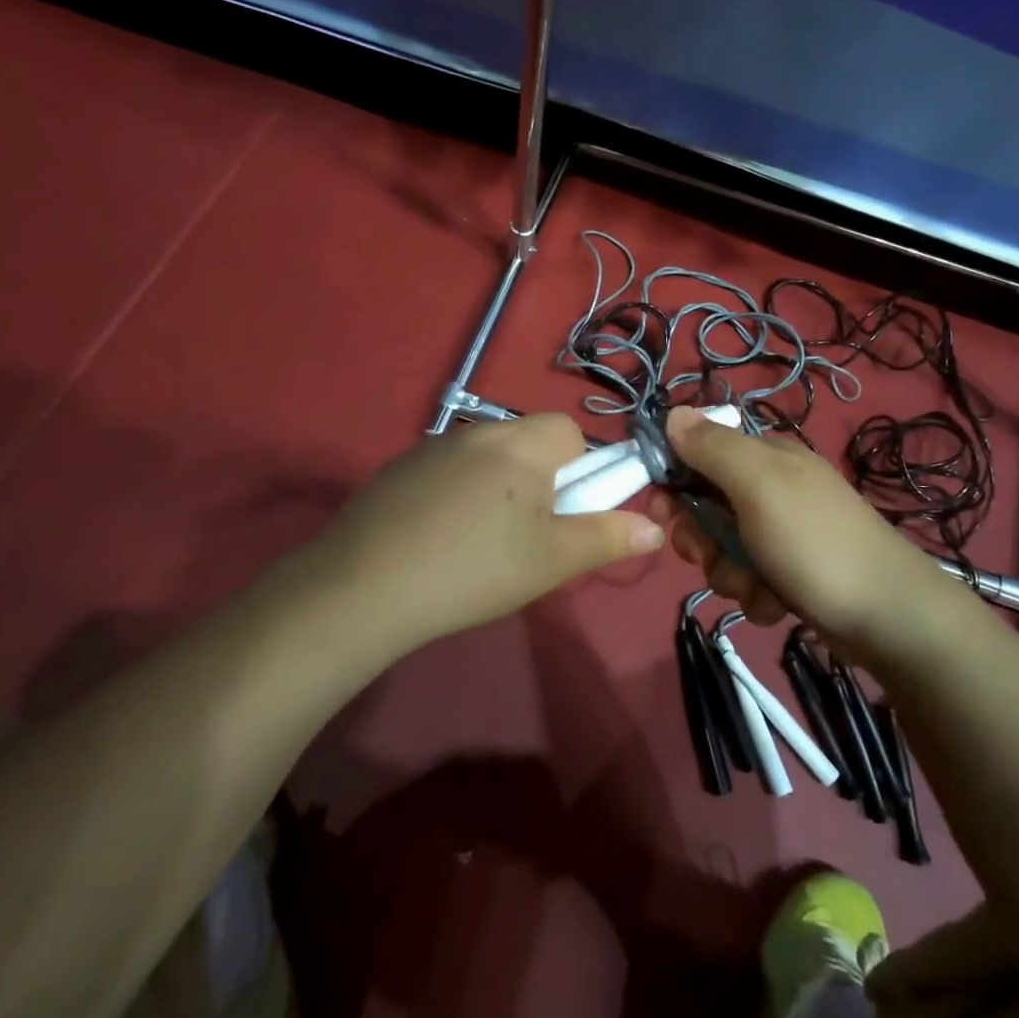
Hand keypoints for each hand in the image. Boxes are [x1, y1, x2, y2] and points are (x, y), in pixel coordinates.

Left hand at [300, 414, 664, 651]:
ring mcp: (431, 447)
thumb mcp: (551, 561)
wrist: (363, 586)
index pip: (570, 431)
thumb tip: (655, 528)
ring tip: (481, 543)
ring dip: (498, 487)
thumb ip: (606, 538)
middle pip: (528, 442)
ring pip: (487, 458)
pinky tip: (440, 539)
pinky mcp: (399, 469)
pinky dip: (457, 495)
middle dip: (540, 480)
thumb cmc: (474, 569)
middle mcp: (477, 431)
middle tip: (528, 534)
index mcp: (520, 445)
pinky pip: (448, 471)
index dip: (579, 469)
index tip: (565, 511)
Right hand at [653, 407, 980, 661]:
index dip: (676, 482)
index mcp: (766, 458)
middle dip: (704, 539)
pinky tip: (778, 603)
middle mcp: (773, 490)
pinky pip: (749, 581)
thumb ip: (713, 448)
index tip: (667, 512)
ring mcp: (783, 534)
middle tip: (710, 555)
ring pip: (724, 551)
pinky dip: (756, 595)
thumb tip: (673, 412)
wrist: (888, 617)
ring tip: (758, 586)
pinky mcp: (791, 574)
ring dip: (730, 574)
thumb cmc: (816, 542)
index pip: (701, 454)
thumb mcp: (760, 484)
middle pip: (706, 508)